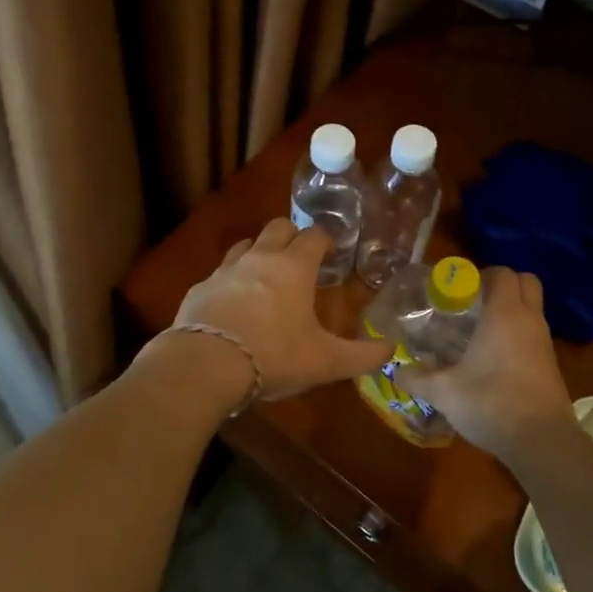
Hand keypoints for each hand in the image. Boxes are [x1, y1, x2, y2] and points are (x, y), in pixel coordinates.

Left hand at [165, 219, 391, 402]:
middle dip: (292, 235)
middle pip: (278, 227)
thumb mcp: (325, 362)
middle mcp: (260, 258)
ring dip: (259, 252)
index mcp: (294, 268)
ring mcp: (226, 270)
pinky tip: (233, 304)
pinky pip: (220, 274)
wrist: (206, 365)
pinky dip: (231, 281)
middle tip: (301, 258)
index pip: (314, 235)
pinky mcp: (200, 288)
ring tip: (266, 275)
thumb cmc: (274, 356)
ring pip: (246, 245)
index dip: (326, 240)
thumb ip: (362, 356)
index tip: (332, 252)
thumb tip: (392, 350)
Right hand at [395, 266, 574, 461]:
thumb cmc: (491, 403)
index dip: (481, 275)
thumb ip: (417, 378)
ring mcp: (544, 343)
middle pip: (525, 282)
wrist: (542, 442)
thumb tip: (395, 370)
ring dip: (510, 311)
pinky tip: (493, 358)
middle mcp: (529, 320)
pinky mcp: (550, 365)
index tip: (458, 290)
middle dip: (502, 285)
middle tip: (473, 302)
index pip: (503, 273)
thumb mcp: (444, 392)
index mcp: (505, 314)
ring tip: (477, 331)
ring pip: (531, 309)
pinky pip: (533, 334)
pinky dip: (517, 334)